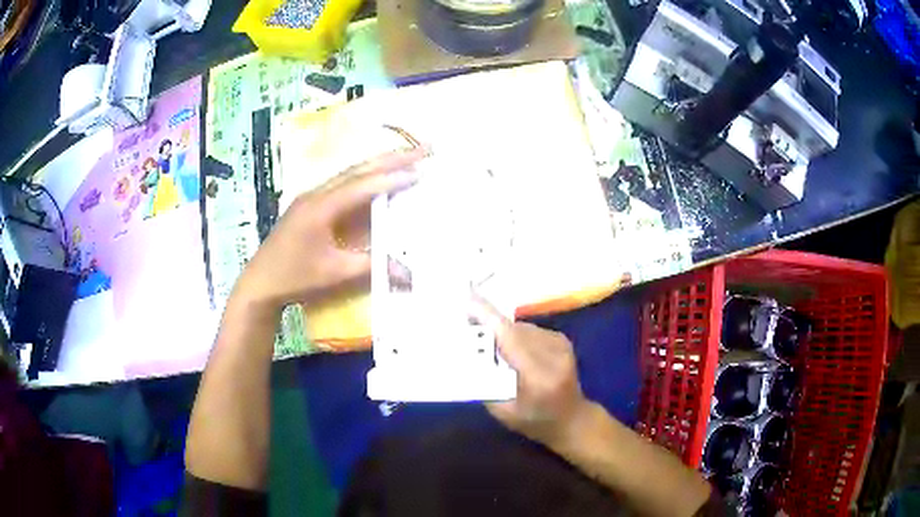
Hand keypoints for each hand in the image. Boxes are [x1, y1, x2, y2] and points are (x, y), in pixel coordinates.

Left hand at [233, 148, 428, 313]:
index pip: (362, 186)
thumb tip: (408, 272)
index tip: (420, 171)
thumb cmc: (295, 277)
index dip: (392, 178)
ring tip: (409, 154)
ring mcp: (311, 196)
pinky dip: (366, 175)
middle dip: (393, 156)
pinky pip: (343, 182)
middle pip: (359, 169)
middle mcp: (316, 193)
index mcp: (321, 207)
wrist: (260, 282)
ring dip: (380, 162)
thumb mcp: (334, 273)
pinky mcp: (310, 203)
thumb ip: (371, 266)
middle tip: (425, 147)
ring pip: (351, 171)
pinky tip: (378, 174)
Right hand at [471, 298, 593, 447]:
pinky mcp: (562, 340)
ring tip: (489, 346)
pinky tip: (513, 352)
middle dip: (488, 326)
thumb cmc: (534, 422)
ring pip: (520, 327)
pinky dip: (516, 336)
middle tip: (467, 329)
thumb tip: (466, 353)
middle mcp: (553, 354)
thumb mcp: (503, 411)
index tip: (466, 300)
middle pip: (513, 329)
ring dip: (502, 333)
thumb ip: (485, 382)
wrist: (572, 419)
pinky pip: (530, 330)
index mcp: (538, 376)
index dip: (488, 317)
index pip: (510, 338)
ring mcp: (561, 344)